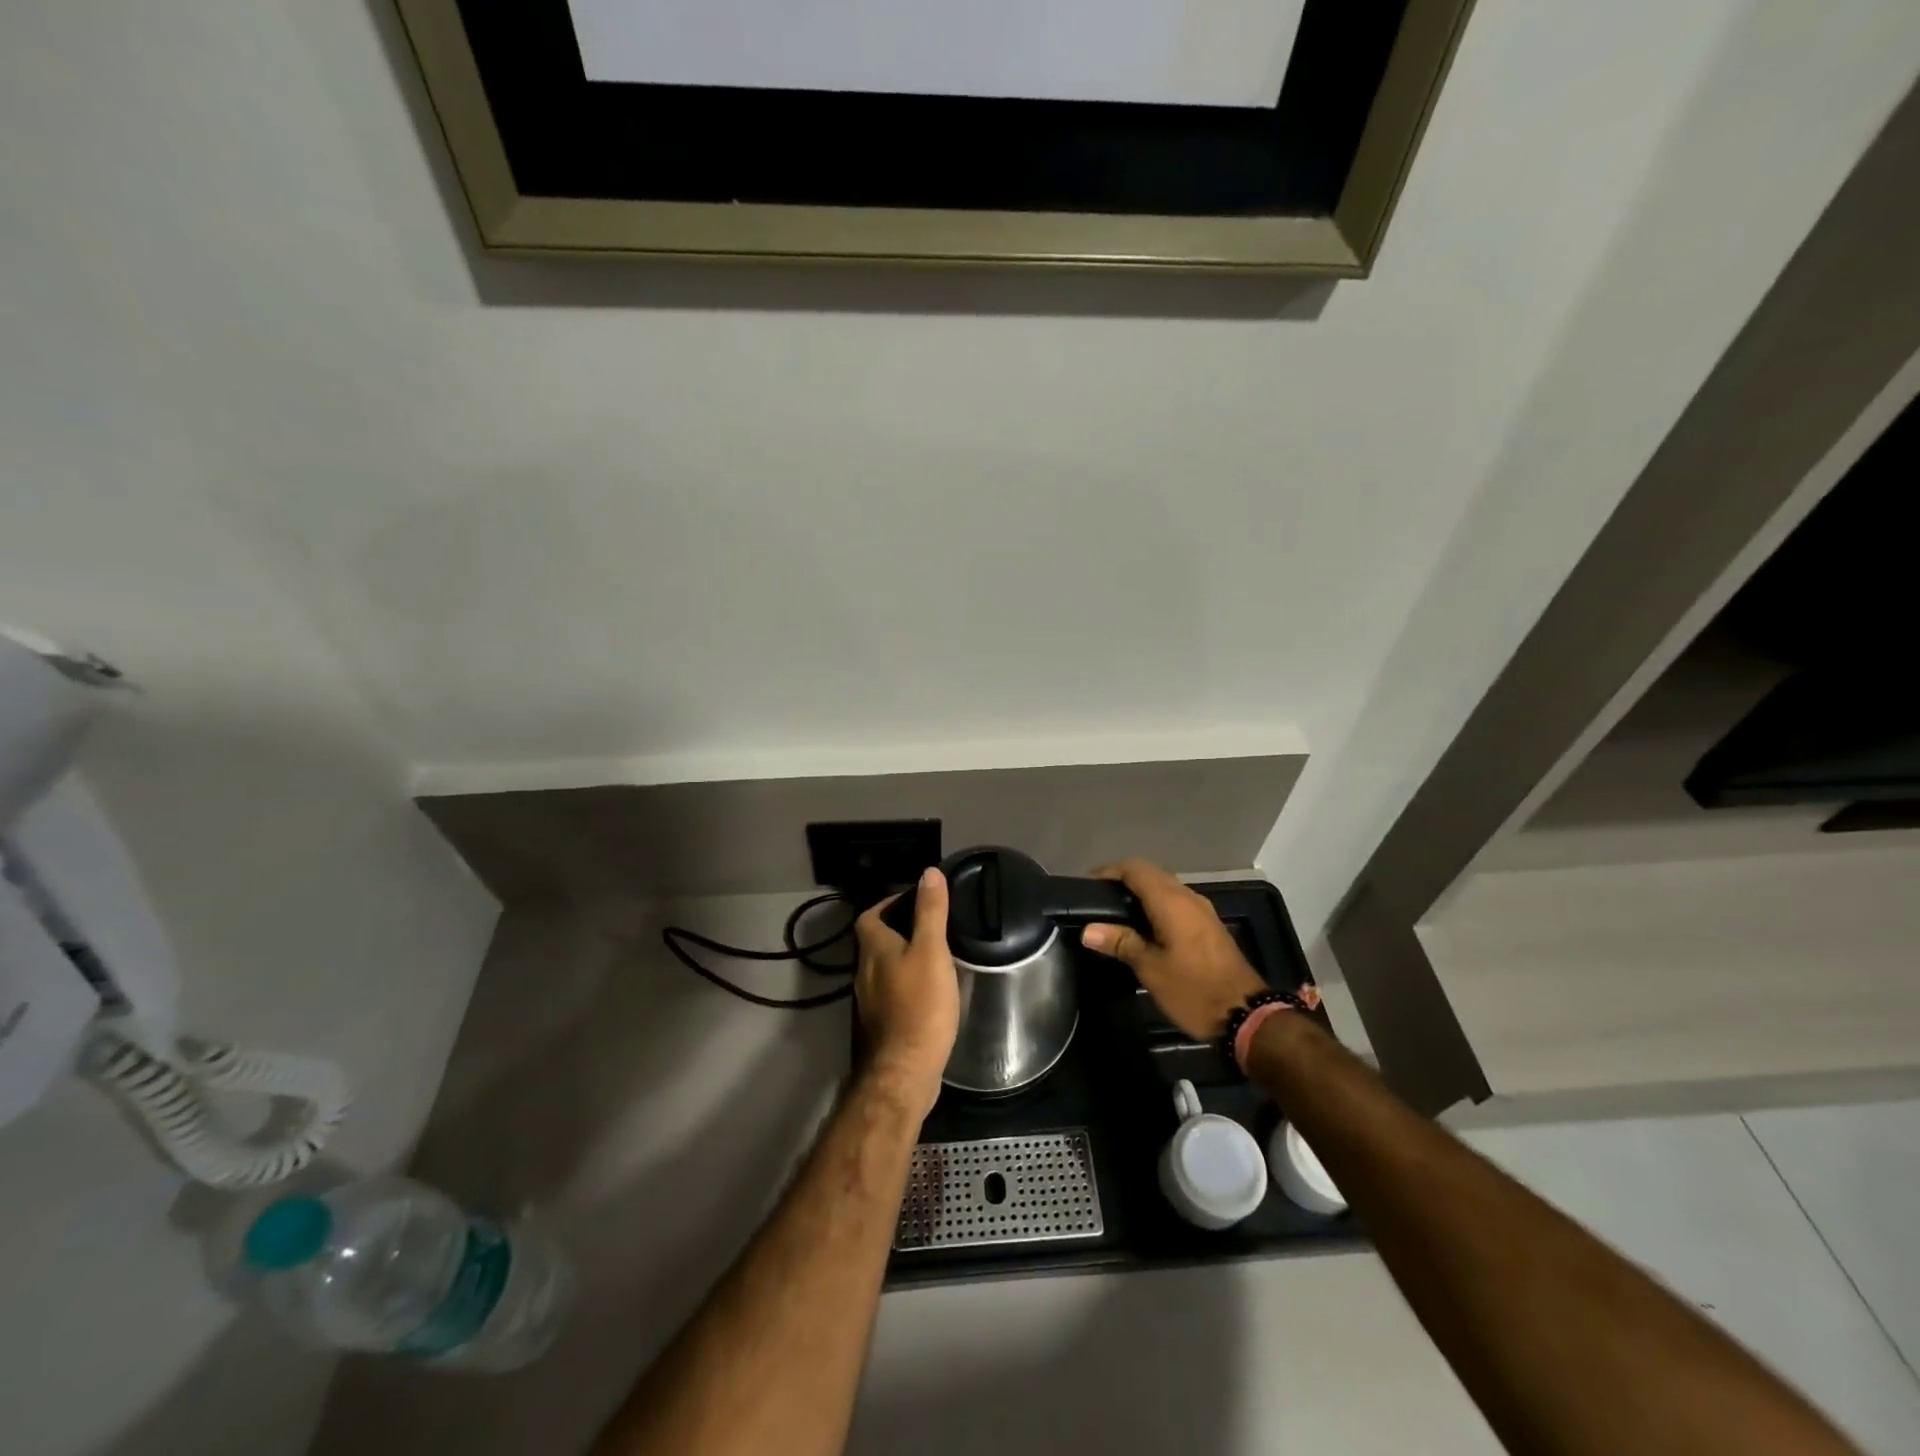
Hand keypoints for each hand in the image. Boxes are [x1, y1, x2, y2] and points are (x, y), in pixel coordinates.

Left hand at [853, 868, 959, 1120]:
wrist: (904, 1071)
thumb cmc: (920, 1005)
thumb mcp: (931, 951)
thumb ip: (930, 912)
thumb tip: (928, 872)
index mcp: (873, 949)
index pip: (869, 916)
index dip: (887, 904)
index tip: (914, 901)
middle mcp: (864, 973)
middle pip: (874, 942)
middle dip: (897, 931)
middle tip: (930, 927)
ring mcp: (869, 1003)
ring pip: (882, 970)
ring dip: (901, 959)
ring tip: (933, 956)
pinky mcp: (880, 1026)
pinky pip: (890, 994)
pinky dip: (905, 986)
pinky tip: (928, 993)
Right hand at [1080, 858, 1267, 1041]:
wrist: (1246, 1015)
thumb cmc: (1194, 990)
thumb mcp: (1151, 969)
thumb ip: (1121, 943)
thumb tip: (1089, 930)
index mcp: (1171, 901)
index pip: (1135, 869)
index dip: (1108, 872)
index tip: (1086, 886)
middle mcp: (1188, 897)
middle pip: (1150, 874)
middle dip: (1122, 881)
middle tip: (1096, 901)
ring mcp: (1202, 911)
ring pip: (1165, 888)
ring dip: (1140, 894)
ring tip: (1114, 914)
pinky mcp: (1208, 926)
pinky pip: (1176, 903)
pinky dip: (1155, 906)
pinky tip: (1142, 929)